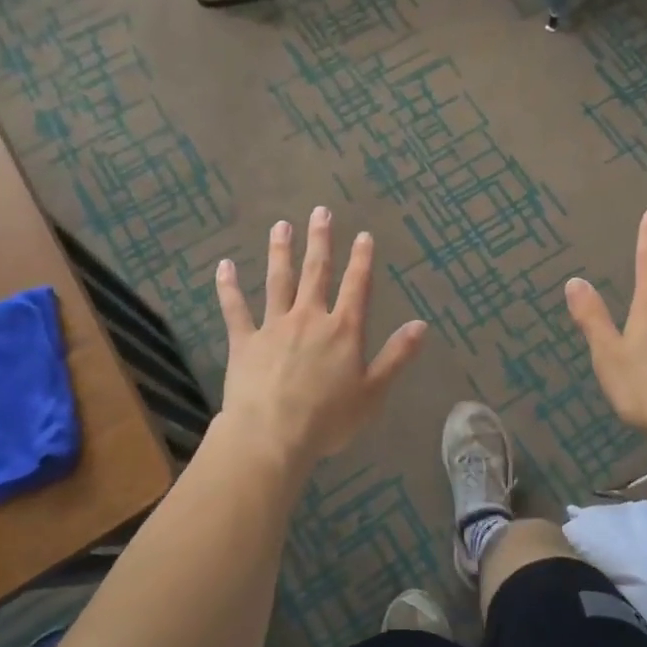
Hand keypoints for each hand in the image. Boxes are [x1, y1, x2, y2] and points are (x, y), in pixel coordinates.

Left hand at [215, 207, 426, 467]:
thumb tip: (422, 325)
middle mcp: (309, 318)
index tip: (363, 235)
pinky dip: (229, 288)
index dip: (362, 260)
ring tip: (281, 226)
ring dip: (280, 252)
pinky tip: (224, 266)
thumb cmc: (328, 418)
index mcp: (343, 330)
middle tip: (320, 212)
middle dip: (320, 241)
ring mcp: (274, 326)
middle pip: (317, 273)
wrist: (272, 434)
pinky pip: (236, 309)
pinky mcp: (245, 341)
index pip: (357, 287)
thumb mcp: (373, 392)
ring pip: (278, 281)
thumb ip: (397, 356)